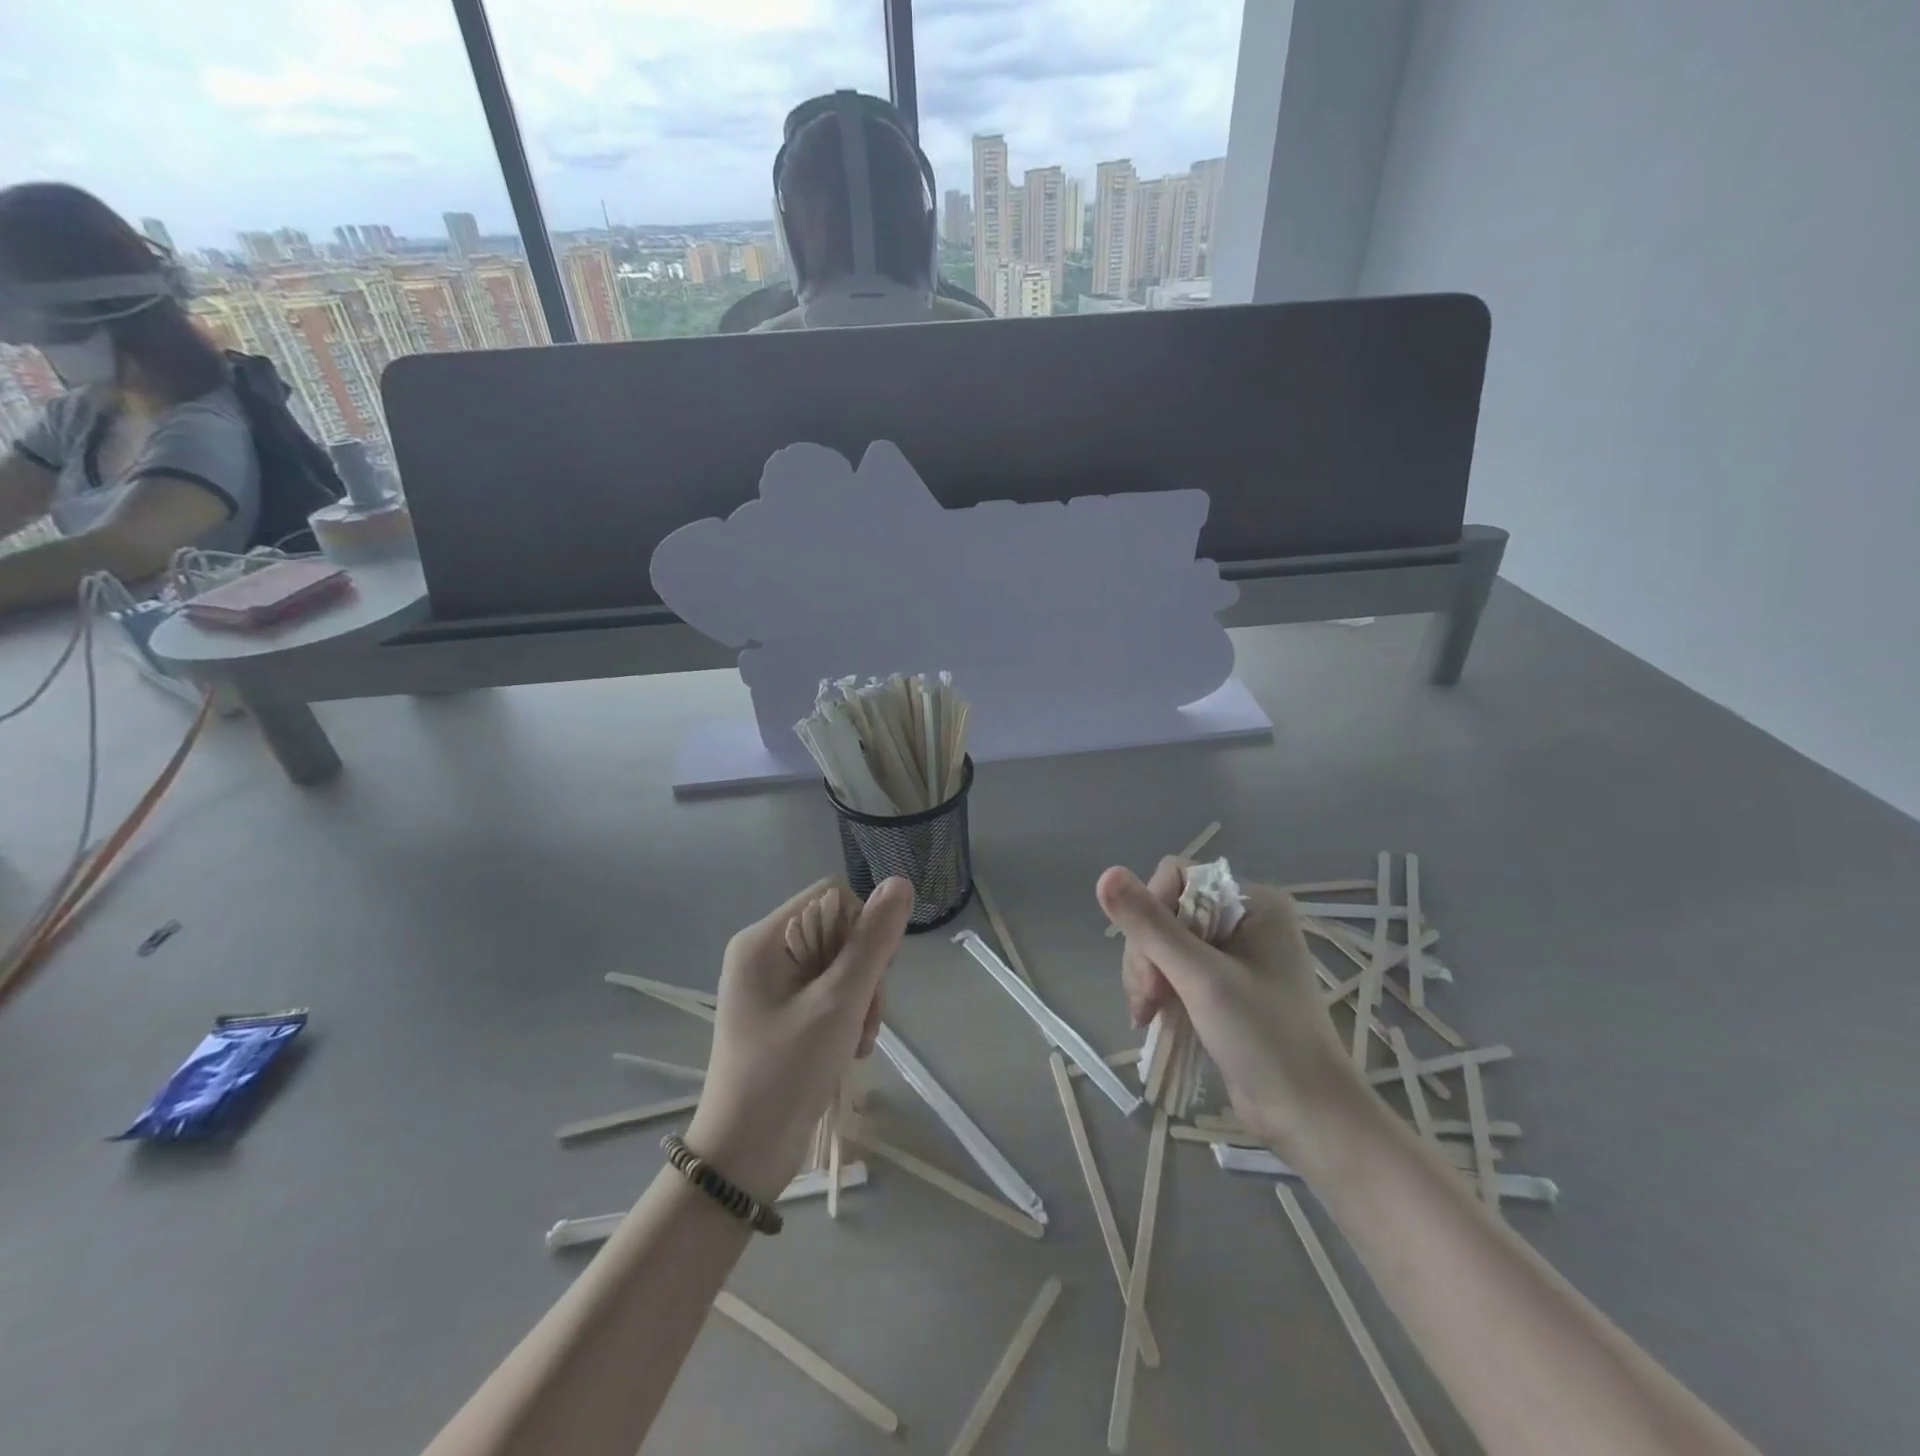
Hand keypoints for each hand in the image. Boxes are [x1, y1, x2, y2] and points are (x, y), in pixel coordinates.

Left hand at [685, 877, 913, 1200]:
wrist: (743, 1157)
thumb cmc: (786, 1074)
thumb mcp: (838, 1004)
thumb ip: (871, 942)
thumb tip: (900, 883)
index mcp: (764, 940)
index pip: (832, 898)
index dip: (862, 928)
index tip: (872, 976)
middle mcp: (763, 952)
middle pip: (837, 930)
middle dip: (864, 970)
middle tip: (868, 1017)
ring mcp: (770, 984)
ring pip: (838, 962)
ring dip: (861, 996)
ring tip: (861, 1039)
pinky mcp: (780, 1011)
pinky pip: (827, 989)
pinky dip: (847, 1013)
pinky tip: (852, 1046)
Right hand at [1098, 858, 1358, 1155]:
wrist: (1309, 1117)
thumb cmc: (1265, 1039)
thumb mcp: (1202, 978)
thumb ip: (1151, 926)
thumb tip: (1104, 873)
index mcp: (1253, 902)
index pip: (1177, 878)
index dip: (1151, 913)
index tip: (1153, 967)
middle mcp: (1243, 919)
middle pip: (1165, 911)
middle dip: (1147, 954)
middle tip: (1149, 1000)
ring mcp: (1233, 953)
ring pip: (1162, 941)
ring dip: (1147, 975)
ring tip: (1147, 1014)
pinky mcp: (1223, 985)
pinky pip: (1173, 968)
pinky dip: (1157, 990)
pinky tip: (1151, 1017)